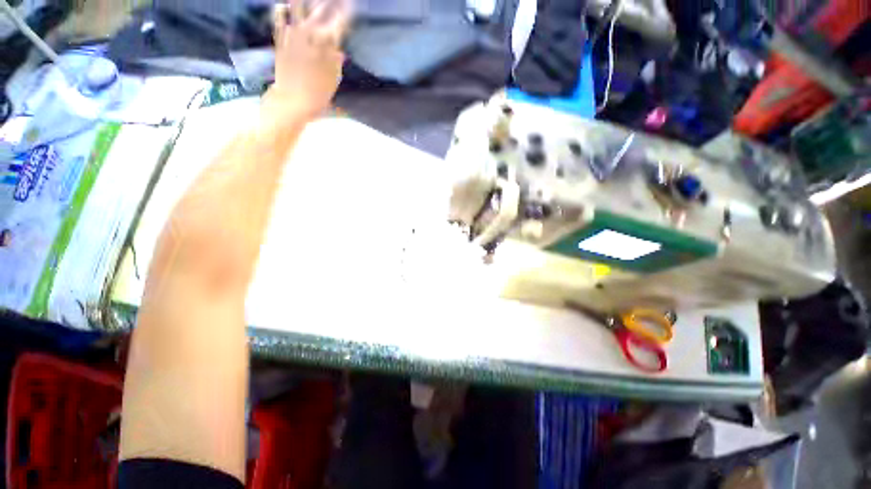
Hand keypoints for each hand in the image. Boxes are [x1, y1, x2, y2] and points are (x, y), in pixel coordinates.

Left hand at [266, 0, 350, 120]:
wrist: (293, 99)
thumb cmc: (318, 93)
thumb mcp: (334, 79)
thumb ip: (336, 61)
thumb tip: (339, 50)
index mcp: (327, 44)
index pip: (339, 22)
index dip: (345, 12)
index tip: (350, 4)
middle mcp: (310, 34)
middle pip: (320, 10)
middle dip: (327, 3)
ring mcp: (293, 34)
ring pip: (297, 8)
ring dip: (304, 2)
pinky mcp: (280, 39)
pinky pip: (279, 19)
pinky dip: (281, 11)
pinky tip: (282, 6)